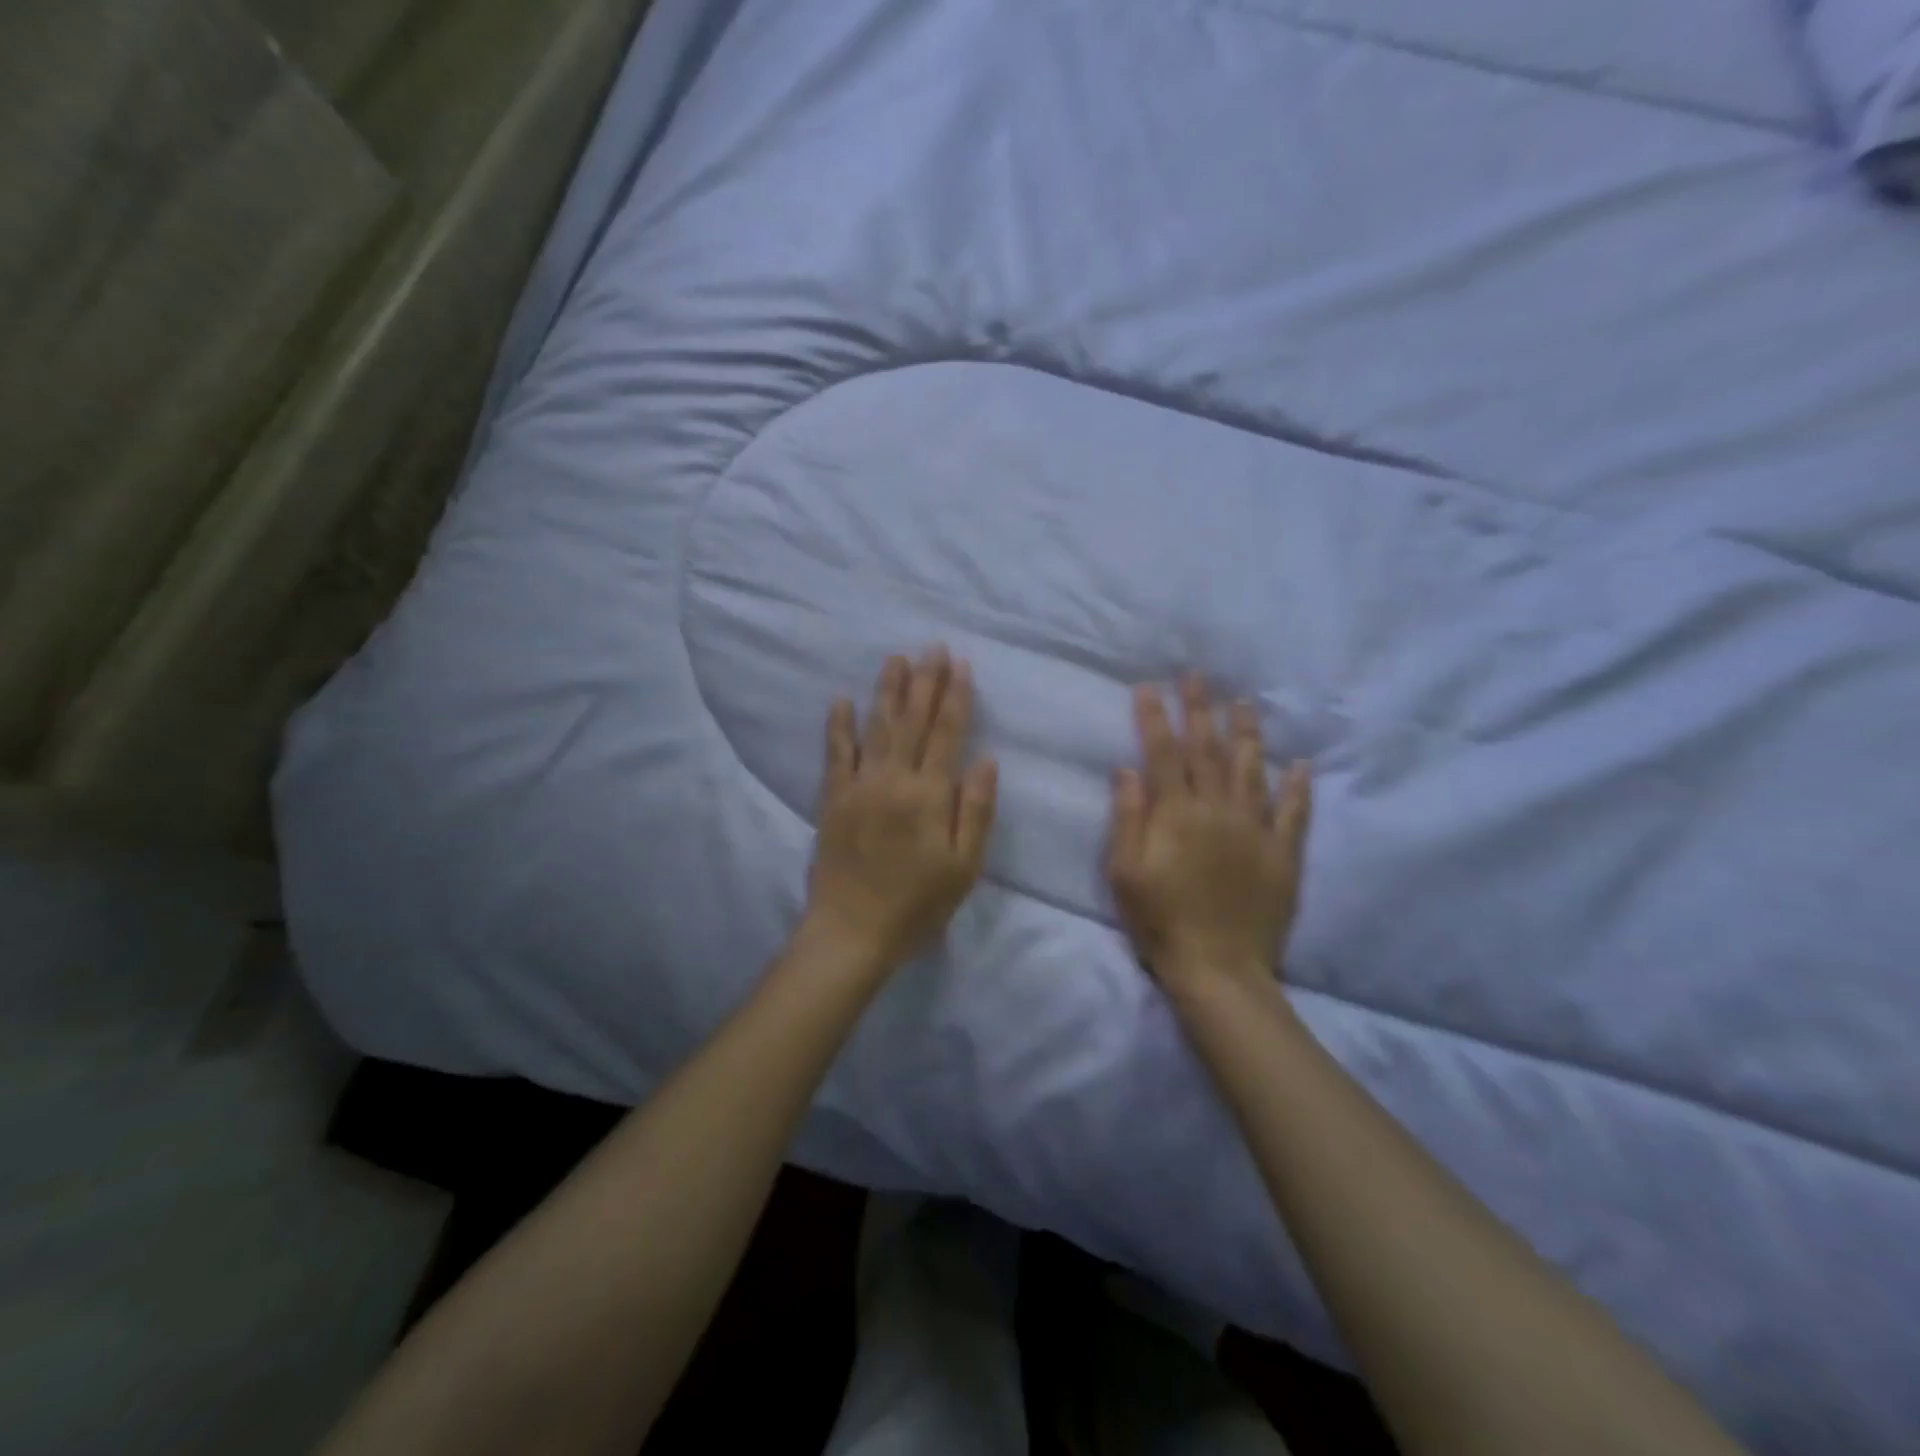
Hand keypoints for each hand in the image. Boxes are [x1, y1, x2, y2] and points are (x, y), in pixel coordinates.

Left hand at [806, 647, 998, 969]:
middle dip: (925, 681)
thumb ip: (976, 810)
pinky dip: (838, 726)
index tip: (960, 664)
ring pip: (876, 727)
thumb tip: (987, 760)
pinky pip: (835, 754)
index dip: (955, 697)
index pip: (947, 734)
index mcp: (930, 795)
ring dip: (887, 691)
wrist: (852, 931)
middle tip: (932, 647)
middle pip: (913, 721)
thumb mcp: (964, 866)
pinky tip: (841, 700)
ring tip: (896, 659)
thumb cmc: (918, 904)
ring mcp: (859, 786)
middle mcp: (894, 780)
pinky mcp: (832, 799)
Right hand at [1107, 676, 1311, 995]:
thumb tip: (1127, 769)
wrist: (1219, 968)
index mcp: (1176, 814)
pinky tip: (1301, 765)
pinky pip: (1293, 814)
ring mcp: (1255, 830)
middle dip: (1199, 710)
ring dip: (1246, 734)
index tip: (1149, 686)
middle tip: (1197, 676)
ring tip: (1244, 703)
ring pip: (1251, 770)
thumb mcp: (1125, 872)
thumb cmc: (1160, 921)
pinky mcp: (1283, 855)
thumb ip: (1127, 817)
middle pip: (1207, 751)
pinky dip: (1297, 788)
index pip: (1163, 753)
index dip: (1154, 718)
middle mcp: (1217, 810)